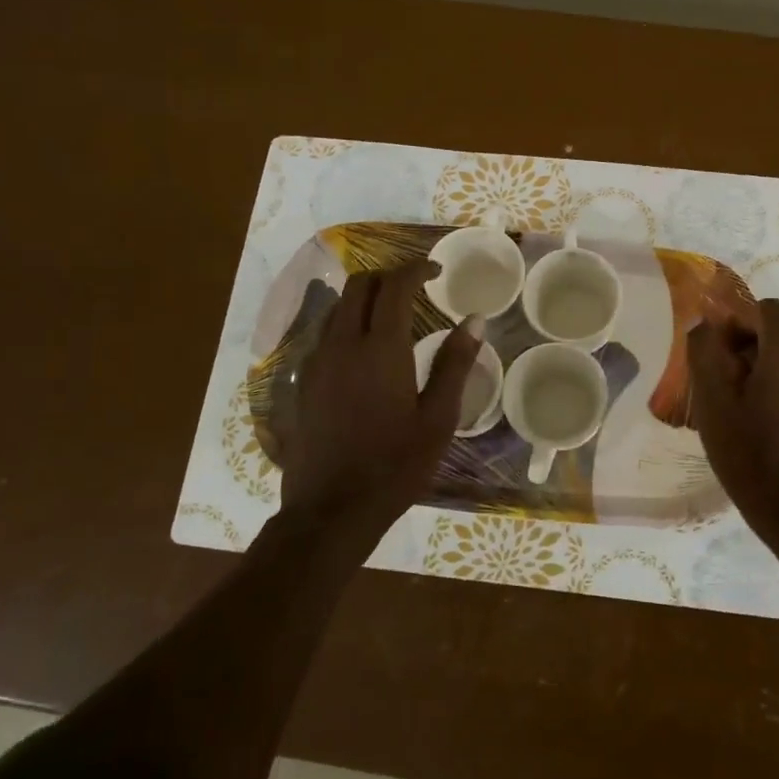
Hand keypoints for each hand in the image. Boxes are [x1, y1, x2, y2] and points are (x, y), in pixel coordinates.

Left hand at [279, 261, 478, 532]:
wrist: (332, 510)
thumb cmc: (396, 465)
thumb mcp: (438, 418)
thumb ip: (454, 363)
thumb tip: (474, 320)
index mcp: (380, 348)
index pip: (394, 285)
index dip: (416, 268)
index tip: (436, 270)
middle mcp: (342, 344)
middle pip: (359, 285)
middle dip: (388, 276)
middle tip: (416, 288)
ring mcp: (316, 362)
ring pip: (338, 307)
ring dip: (366, 298)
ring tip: (393, 315)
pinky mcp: (303, 382)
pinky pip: (325, 334)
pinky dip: (347, 323)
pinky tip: (365, 351)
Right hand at [688, 299, 778, 526]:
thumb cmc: (751, 456)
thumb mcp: (713, 405)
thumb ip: (704, 354)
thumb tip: (704, 324)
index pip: (769, 309)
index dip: (740, 322)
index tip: (722, 354)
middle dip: (753, 352)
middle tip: (728, 389)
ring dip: (771, 375)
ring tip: (749, 415)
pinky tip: (774, 433)